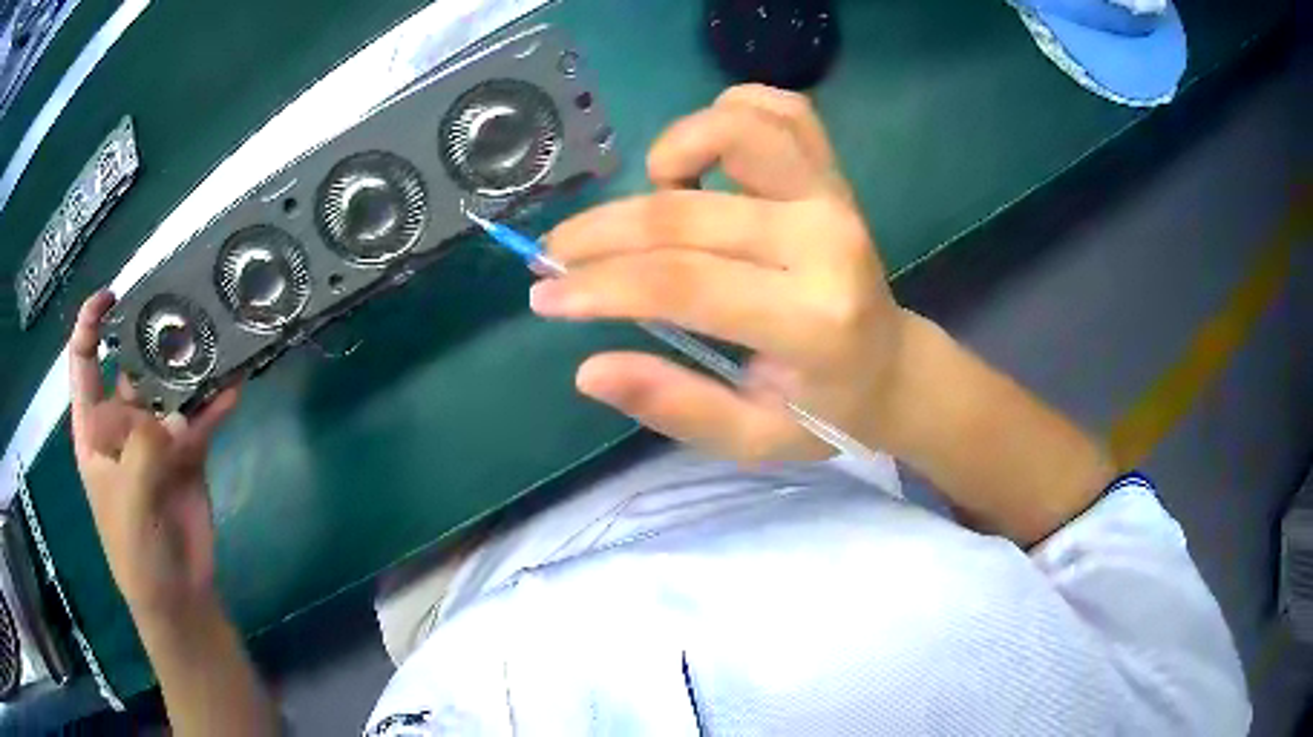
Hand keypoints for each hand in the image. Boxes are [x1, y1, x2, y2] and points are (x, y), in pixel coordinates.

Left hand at [69, 291, 239, 619]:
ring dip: (190, 365)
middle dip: (150, 334)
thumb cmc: (135, 553)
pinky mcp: (187, 453)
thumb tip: (177, 414)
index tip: (112, 297)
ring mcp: (156, 438)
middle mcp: (123, 424)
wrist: (177, 596)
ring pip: (170, 388)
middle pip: (132, 365)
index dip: (90, 325)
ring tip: (215, 335)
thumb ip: (144, 453)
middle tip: (180, 305)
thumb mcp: (128, 503)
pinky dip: (216, 403)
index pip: (83, 363)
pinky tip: (235, 386)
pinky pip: (201, 418)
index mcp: (94, 429)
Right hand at [535, 85, 909, 461]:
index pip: (682, 283)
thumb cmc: (824, 411)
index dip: (599, 286)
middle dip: (600, 233)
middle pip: (686, 214)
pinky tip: (705, 157)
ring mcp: (834, 196)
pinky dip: (729, 113)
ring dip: (672, 151)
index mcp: (813, 321)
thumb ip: (674, 406)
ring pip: (738, 129)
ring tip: (655, 198)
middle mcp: (826, 242)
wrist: (893, 366)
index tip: (544, 295)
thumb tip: (588, 370)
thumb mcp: (751, 438)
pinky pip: (781, 110)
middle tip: (556, 257)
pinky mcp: (835, 173)